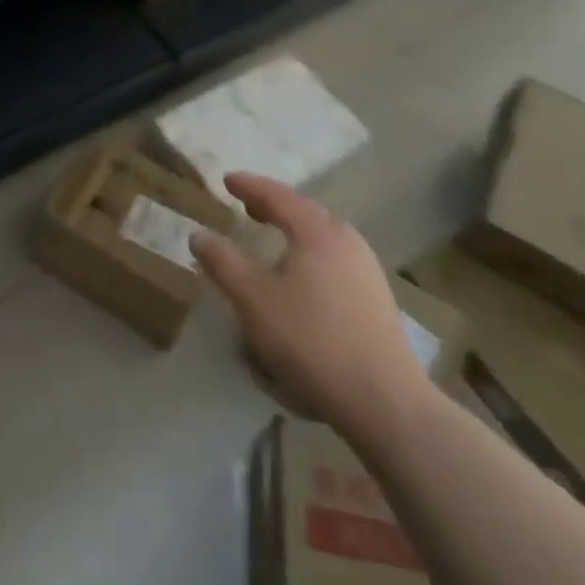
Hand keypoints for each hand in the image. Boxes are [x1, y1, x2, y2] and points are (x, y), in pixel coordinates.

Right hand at [192, 172, 433, 447]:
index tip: (227, 181)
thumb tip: (199, 235)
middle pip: (303, 212)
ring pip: (321, 237)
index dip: (248, 186)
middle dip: (273, 207)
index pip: (277, 195)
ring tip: (271, 241)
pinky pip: (333, 261)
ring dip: (293, 234)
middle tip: (247, 207)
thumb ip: (222, 263)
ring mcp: (367, 270)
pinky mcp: (376, 299)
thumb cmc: (311, 341)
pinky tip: (299, 281)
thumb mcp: (253, 300)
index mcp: (317, 230)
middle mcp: (347, 240)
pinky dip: (309, 257)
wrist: (385, 403)